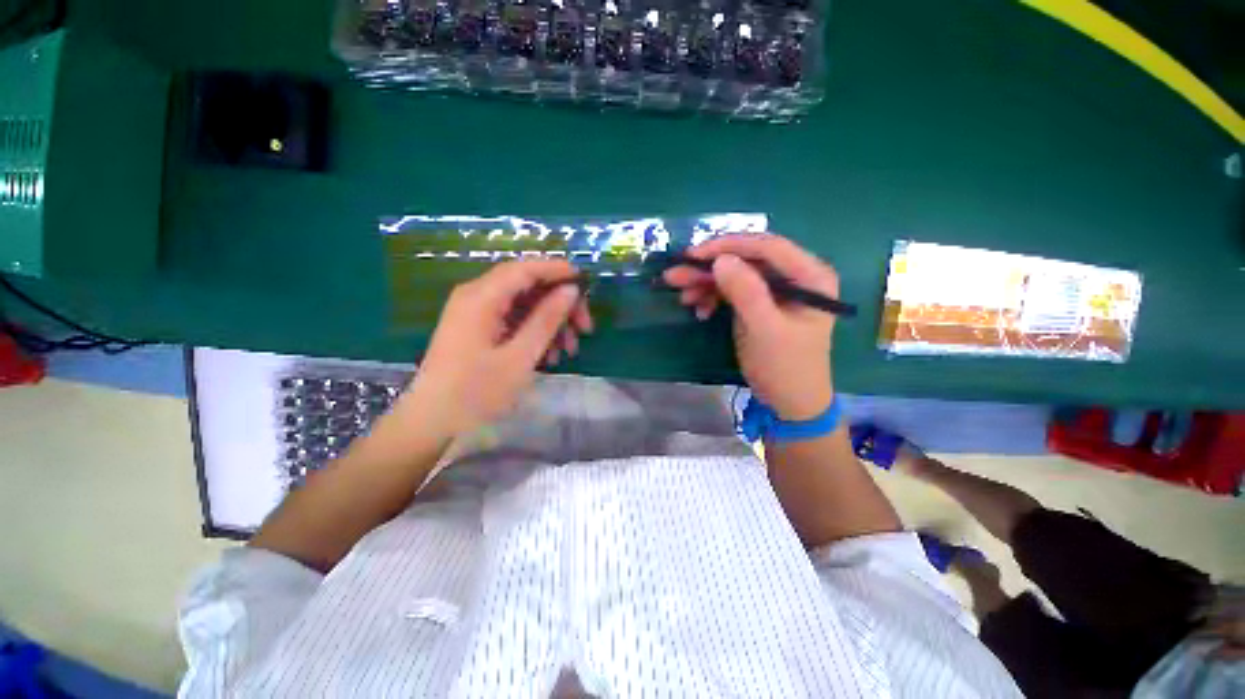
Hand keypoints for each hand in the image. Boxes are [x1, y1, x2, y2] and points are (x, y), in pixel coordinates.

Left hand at [402, 259, 592, 436]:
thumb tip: (571, 290)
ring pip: (523, 306)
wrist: (431, 423)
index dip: (558, 270)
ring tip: (569, 350)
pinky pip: (513, 321)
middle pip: (527, 286)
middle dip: (560, 304)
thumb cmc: (475, 392)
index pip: (525, 269)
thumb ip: (546, 319)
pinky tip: (550, 356)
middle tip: (585, 328)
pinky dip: (535, 333)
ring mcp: (475, 314)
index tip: (587, 282)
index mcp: (481, 297)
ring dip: (551, 323)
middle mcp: (476, 297)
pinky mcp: (477, 330)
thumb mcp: (520, 357)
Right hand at [663, 234, 837, 419]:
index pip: (768, 247)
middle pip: (747, 260)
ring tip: (682, 294)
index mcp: (810, 276)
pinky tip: (699, 310)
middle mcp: (794, 277)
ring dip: (707, 283)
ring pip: (736, 275)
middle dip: (710, 268)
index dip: (729, 245)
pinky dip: (713, 298)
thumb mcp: (765, 330)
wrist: (790, 402)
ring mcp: (775, 291)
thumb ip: (746, 292)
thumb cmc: (785, 367)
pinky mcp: (760, 304)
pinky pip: (733, 292)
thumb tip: (721, 259)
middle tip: (676, 274)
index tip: (694, 254)